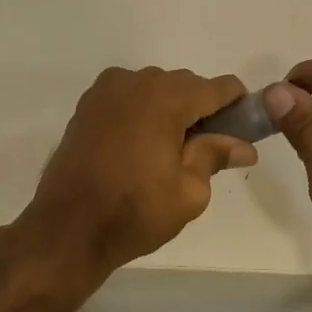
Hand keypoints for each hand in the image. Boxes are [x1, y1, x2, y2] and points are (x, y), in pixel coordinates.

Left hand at [18, 66, 258, 283]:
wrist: (66, 229)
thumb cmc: (134, 212)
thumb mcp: (189, 192)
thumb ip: (216, 156)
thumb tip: (244, 146)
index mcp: (166, 98)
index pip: (219, 87)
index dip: (238, 106)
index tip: (242, 133)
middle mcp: (135, 81)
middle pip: (186, 85)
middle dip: (201, 111)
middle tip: (206, 151)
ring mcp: (106, 90)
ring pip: (155, 89)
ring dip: (170, 111)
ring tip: (168, 153)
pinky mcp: (87, 105)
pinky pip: (129, 98)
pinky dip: (143, 113)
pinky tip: (140, 147)